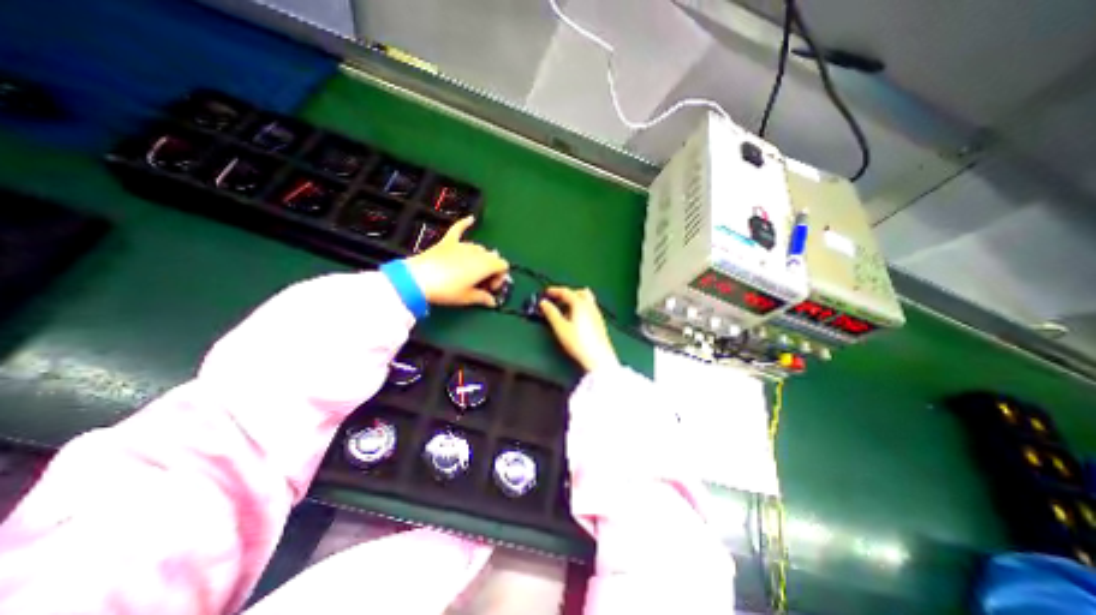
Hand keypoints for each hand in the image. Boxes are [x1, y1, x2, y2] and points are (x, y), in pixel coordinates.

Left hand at [404, 215, 512, 308]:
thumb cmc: (447, 290)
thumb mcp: (467, 298)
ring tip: (471, 272)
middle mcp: (478, 252)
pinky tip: (471, 219)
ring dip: (480, 258)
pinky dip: (465, 224)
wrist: (418, 280)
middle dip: (491, 269)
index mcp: (486, 265)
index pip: (503, 265)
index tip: (490, 288)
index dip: (500, 277)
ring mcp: (462, 245)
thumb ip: (483, 298)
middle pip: (493, 256)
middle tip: (481, 283)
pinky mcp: (448, 242)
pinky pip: (458, 229)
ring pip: (479, 248)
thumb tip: (492, 302)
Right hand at [540, 285, 619, 373]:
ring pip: (585, 299)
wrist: (598, 357)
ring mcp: (596, 313)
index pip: (566, 292)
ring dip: (574, 300)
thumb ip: (551, 313)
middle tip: (555, 300)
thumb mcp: (560, 327)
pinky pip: (589, 307)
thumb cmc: (578, 342)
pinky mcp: (599, 321)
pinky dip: (580, 307)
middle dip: (566, 294)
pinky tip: (575, 319)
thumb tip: (543, 303)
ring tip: (564, 309)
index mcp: (580, 304)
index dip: (554, 291)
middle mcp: (590, 305)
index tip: (546, 293)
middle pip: (578, 292)